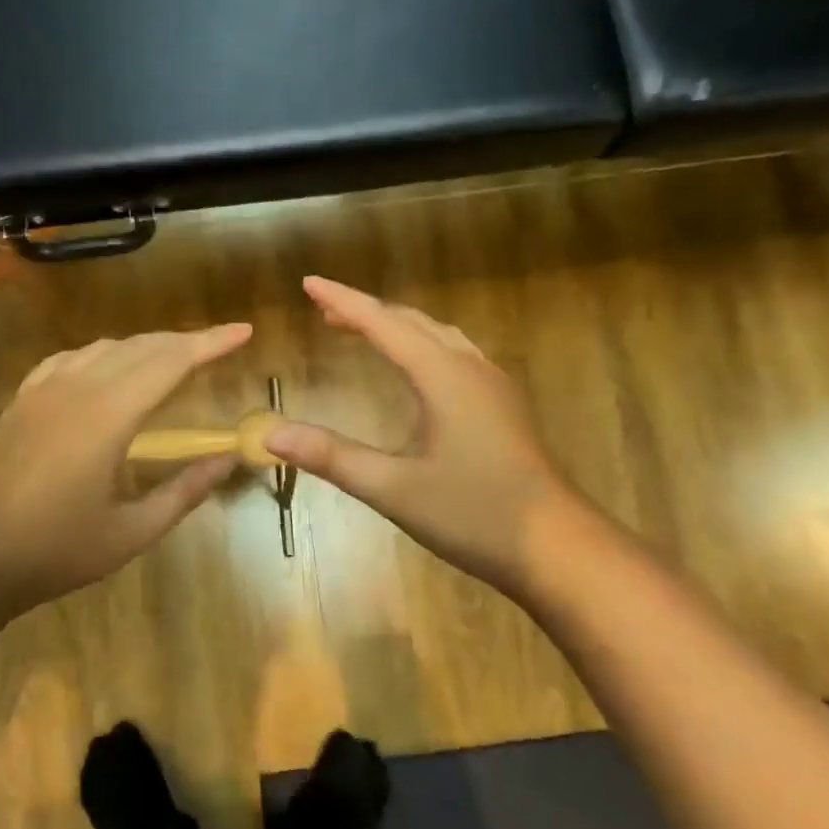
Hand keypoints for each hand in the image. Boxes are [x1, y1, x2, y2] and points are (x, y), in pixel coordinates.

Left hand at [0, 324, 253, 612]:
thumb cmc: (57, 549)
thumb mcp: (133, 531)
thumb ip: (185, 490)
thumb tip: (229, 458)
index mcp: (109, 415)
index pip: (171, 362)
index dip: (211, 343)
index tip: (244, 331)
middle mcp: (78, 387)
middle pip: (141, 347)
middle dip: (185, 341)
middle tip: (219, 346)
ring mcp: (44, 389)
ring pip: (106, 347)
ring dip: (146, 346)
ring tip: (174, 359)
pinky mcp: (24, 399)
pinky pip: (72, 358)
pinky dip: (105, 355)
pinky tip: (110, 370)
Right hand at [265, 277, 575, 599]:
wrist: (557, 547)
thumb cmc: (475, 514)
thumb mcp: (394, 489)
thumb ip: (332, 457)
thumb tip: (270, 435)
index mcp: (443, 377)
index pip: (382, 323)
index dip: (342, 301)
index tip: (308, 282)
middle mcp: (470, 368)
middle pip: (411, 322)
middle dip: (365, 312)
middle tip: (324, 312)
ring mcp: (493, 385)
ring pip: (437, 335)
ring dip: (396, 326)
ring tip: (361, 331)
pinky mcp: (503, 405)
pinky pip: (455, 354)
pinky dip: (422, 345)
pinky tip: (416, 369)